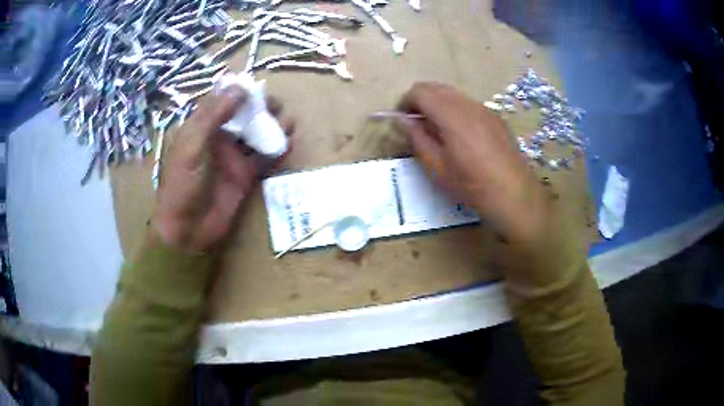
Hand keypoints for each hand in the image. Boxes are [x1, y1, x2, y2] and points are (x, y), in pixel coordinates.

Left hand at [153, 86, 294, 251]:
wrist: (188, 229)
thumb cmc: (183, 184)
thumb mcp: (193, 145)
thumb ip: (214, 116)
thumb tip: (239, 88)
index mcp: (202, 128)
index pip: (223, 103)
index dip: (240, 93)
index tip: (258, 88)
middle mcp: (219, 140)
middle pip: (244, 117)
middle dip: (261, 109)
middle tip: (277, 107)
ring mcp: (233, 159)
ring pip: (256, 136)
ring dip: (273, 128)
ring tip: (289, 123)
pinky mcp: (245, 177)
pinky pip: (263, 160)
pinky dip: (276, 151)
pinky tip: (288, 144)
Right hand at [397, 83, 546, 243]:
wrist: (514, 194)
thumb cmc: (471, 185)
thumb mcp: (437, 168)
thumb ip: (417, 139)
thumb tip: (404, 121)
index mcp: (452, 115)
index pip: (420, 92)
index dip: (405, 102)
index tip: (402, 120)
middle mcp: (469, 105)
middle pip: (436, 88)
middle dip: (420, 100)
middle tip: (416, 123)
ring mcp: (485, 109)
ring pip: (454, 94)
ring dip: (438, 104)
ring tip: (437, 130)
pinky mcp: (496, 117)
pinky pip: (469, 104)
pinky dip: (455, 110)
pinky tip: (460, 135)